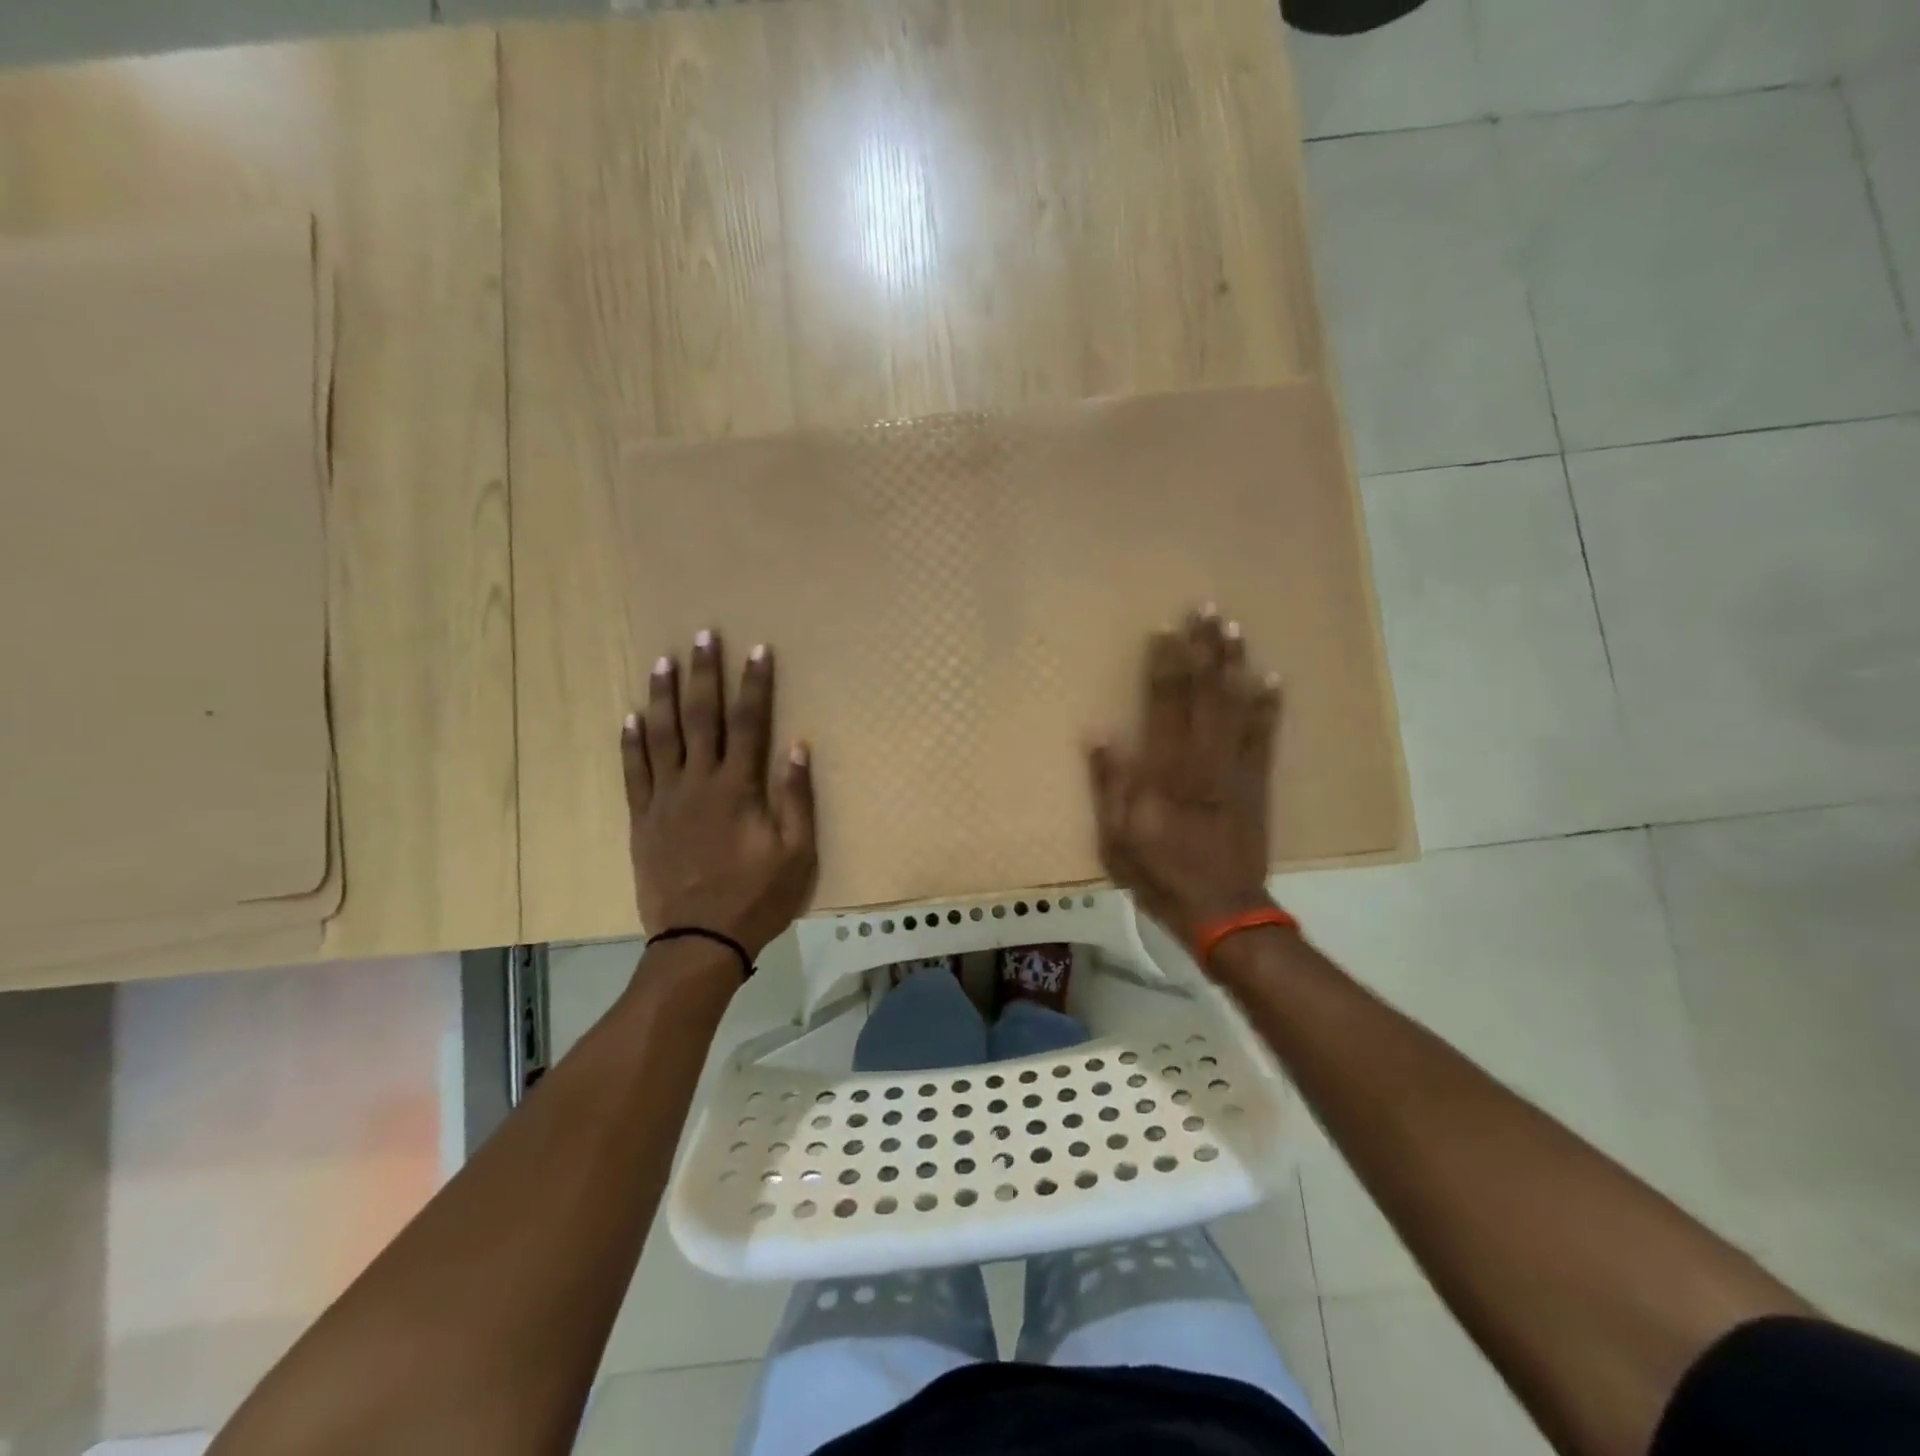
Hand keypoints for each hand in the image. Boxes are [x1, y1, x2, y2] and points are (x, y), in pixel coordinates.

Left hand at [621, 632, 817, 957]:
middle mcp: (698, 783)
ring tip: (663, 662)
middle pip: (701, 718)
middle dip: (705, 674)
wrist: (699, 940)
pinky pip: (633, 773)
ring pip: (662, 737)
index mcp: (738, 788)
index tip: (757, 649)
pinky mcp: (643, 820)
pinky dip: (631, 743)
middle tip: (703, 635)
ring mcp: (665, 800)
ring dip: (664, 696)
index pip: (749, 723)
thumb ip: (796, 798)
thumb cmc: (757, 897)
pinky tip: (631, 717)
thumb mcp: (797, 853)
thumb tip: (797, 746)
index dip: (755, 684)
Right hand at [1088, 609, 1281, 953]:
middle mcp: (1204, 758)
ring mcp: (1236, 768)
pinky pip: (1265, 736)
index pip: (1164, 704)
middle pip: (1204, 693)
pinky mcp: (1257, 783)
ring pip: (1235, 705)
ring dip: (1234, 664)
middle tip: (1206, 609)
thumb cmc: (1160, 874)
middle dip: (1204, 649)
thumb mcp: (1116, 838)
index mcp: (1166, 770)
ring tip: (1234, 628)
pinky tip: (1271, 678)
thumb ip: (1109, 784)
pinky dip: (1268, 706)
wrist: (1223, 910)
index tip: (1165, 629)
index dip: (1165, 665)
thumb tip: (1100, 733)